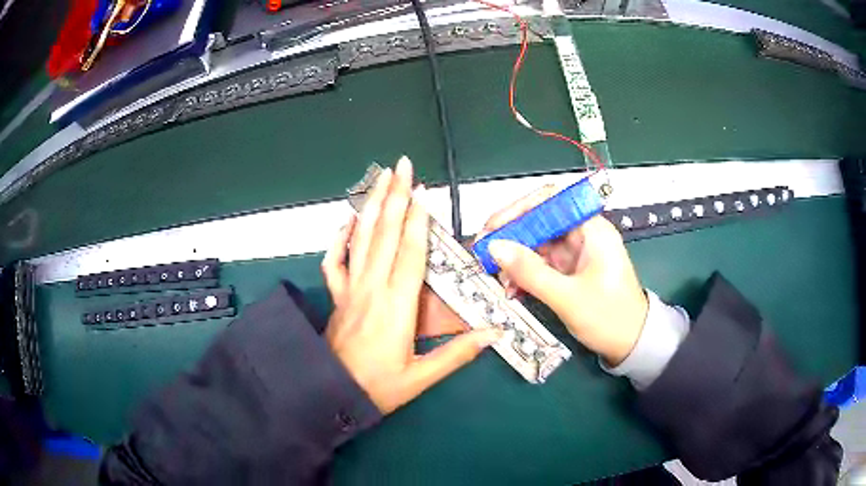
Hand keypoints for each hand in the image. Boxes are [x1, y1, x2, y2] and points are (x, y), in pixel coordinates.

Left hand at [321, 157, 499, 413]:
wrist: (331, 392)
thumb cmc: (378, 387)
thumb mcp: (422, 376)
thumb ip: (457, 353)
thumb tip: (494, 334)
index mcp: (396, 305)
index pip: (410, 252)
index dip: (418, 219)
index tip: (423, 191)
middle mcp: (372, 288)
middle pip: (384, 233)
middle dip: (395, 195)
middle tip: (401, 166)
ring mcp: (350, 288)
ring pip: (360, 238)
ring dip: (371, 205)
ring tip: (379, 178)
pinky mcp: (337, 295)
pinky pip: (334, 260)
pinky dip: (340, 236)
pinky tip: (347, 220)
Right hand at [480, 185, 647, 365]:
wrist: (632, 344)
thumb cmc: (610, 318)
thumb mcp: (568, 297)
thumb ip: (531, 272)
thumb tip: (494, 247)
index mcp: (591, 229)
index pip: (549, 201)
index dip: (518, 209)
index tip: (492, 229)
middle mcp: (582, 234)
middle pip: (538, 222)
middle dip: (510, 238)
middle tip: (483, 255)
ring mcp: (575, 252)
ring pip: (535, 244)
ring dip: (514, 259)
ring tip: (498, 279)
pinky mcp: (569, 270)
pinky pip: (540, 264)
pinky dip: (524, 274)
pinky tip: (513, 289)